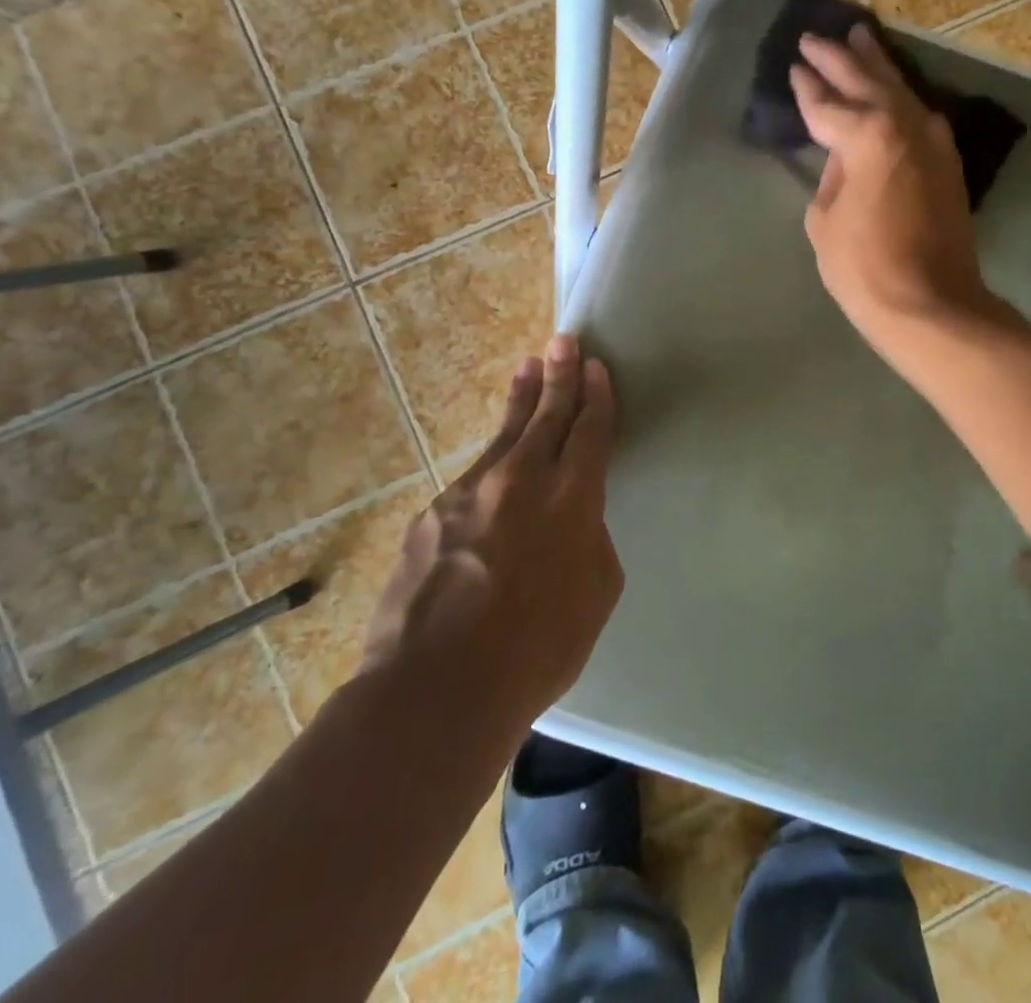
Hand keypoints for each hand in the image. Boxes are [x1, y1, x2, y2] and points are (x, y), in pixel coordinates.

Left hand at [360, 335, 620, 732]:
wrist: (436, 690)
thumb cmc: (537, 649)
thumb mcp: (596, 592)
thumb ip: (589, 540)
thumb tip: (573, 522)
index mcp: (572, 498)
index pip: (590, 431)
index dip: (597, 396)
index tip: (596, 367)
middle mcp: (523, 480)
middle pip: (547, 414)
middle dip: (559, 375)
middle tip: (564, 340)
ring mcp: (471, 492)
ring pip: (504, 434)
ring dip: (520, 400)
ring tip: (527, 368)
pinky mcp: (433, 513)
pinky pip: (473, 478)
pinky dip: (491, 463)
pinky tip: (494, 465)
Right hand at [788, 27, 991, 352]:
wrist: (931, 304)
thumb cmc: (864, 268)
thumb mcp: (825, 220)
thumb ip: (832, 177)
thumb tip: (845, 159)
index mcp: (868, 135)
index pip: (828, 103)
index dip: (808, 86)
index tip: (795, 65)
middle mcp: (904, 124)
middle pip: (866, 81)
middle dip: (839, 57)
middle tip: (816, 36)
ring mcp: (933, 141)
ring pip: (900, 89)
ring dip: (876, 65)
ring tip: (859, 38)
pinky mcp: (948, 162)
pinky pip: (918, 114)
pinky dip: (901, 96)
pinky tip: (893, 89)